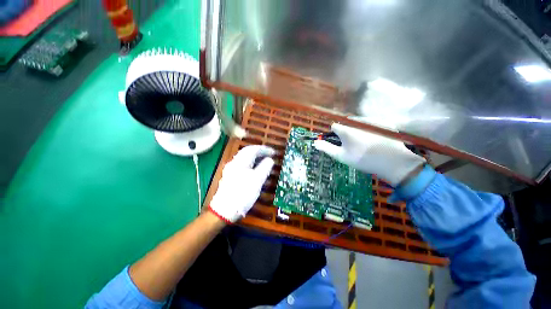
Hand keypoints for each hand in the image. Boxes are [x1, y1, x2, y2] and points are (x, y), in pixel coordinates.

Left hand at [209, 145, 274, 222]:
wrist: (224, 210)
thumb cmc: (243, 194)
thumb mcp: (257, 180)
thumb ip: (265, 167)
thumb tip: (270, 159)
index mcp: (240, 161)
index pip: (253, 149)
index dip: (264, 149)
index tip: (274, 152)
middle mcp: (234, 162)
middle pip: (247, 152)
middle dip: (259, 151)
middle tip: (269, 154)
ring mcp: (231, 169)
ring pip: (244, 158)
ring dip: (255, 157)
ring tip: (264, 159)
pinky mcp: (230, 176)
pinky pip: (243, 164)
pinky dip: (251, 163)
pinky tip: (255, 168)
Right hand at [313, 123, 424, 185]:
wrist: (391, 162)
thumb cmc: (362, 159)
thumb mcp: (341, 156)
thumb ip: (327, 148)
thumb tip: (315, 142)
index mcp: (347, 129)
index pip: (335, 126)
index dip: (335, 134)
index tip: (340, 142)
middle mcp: (358, 122)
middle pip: (347, 124)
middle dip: (347, 131)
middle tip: (353, 144)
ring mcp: (372, 121)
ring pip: (359, 122)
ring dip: (358, 129)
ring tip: (364, 142)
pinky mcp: (384, 123)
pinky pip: (371, 123)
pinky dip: (370, 129)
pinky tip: (375, 139)